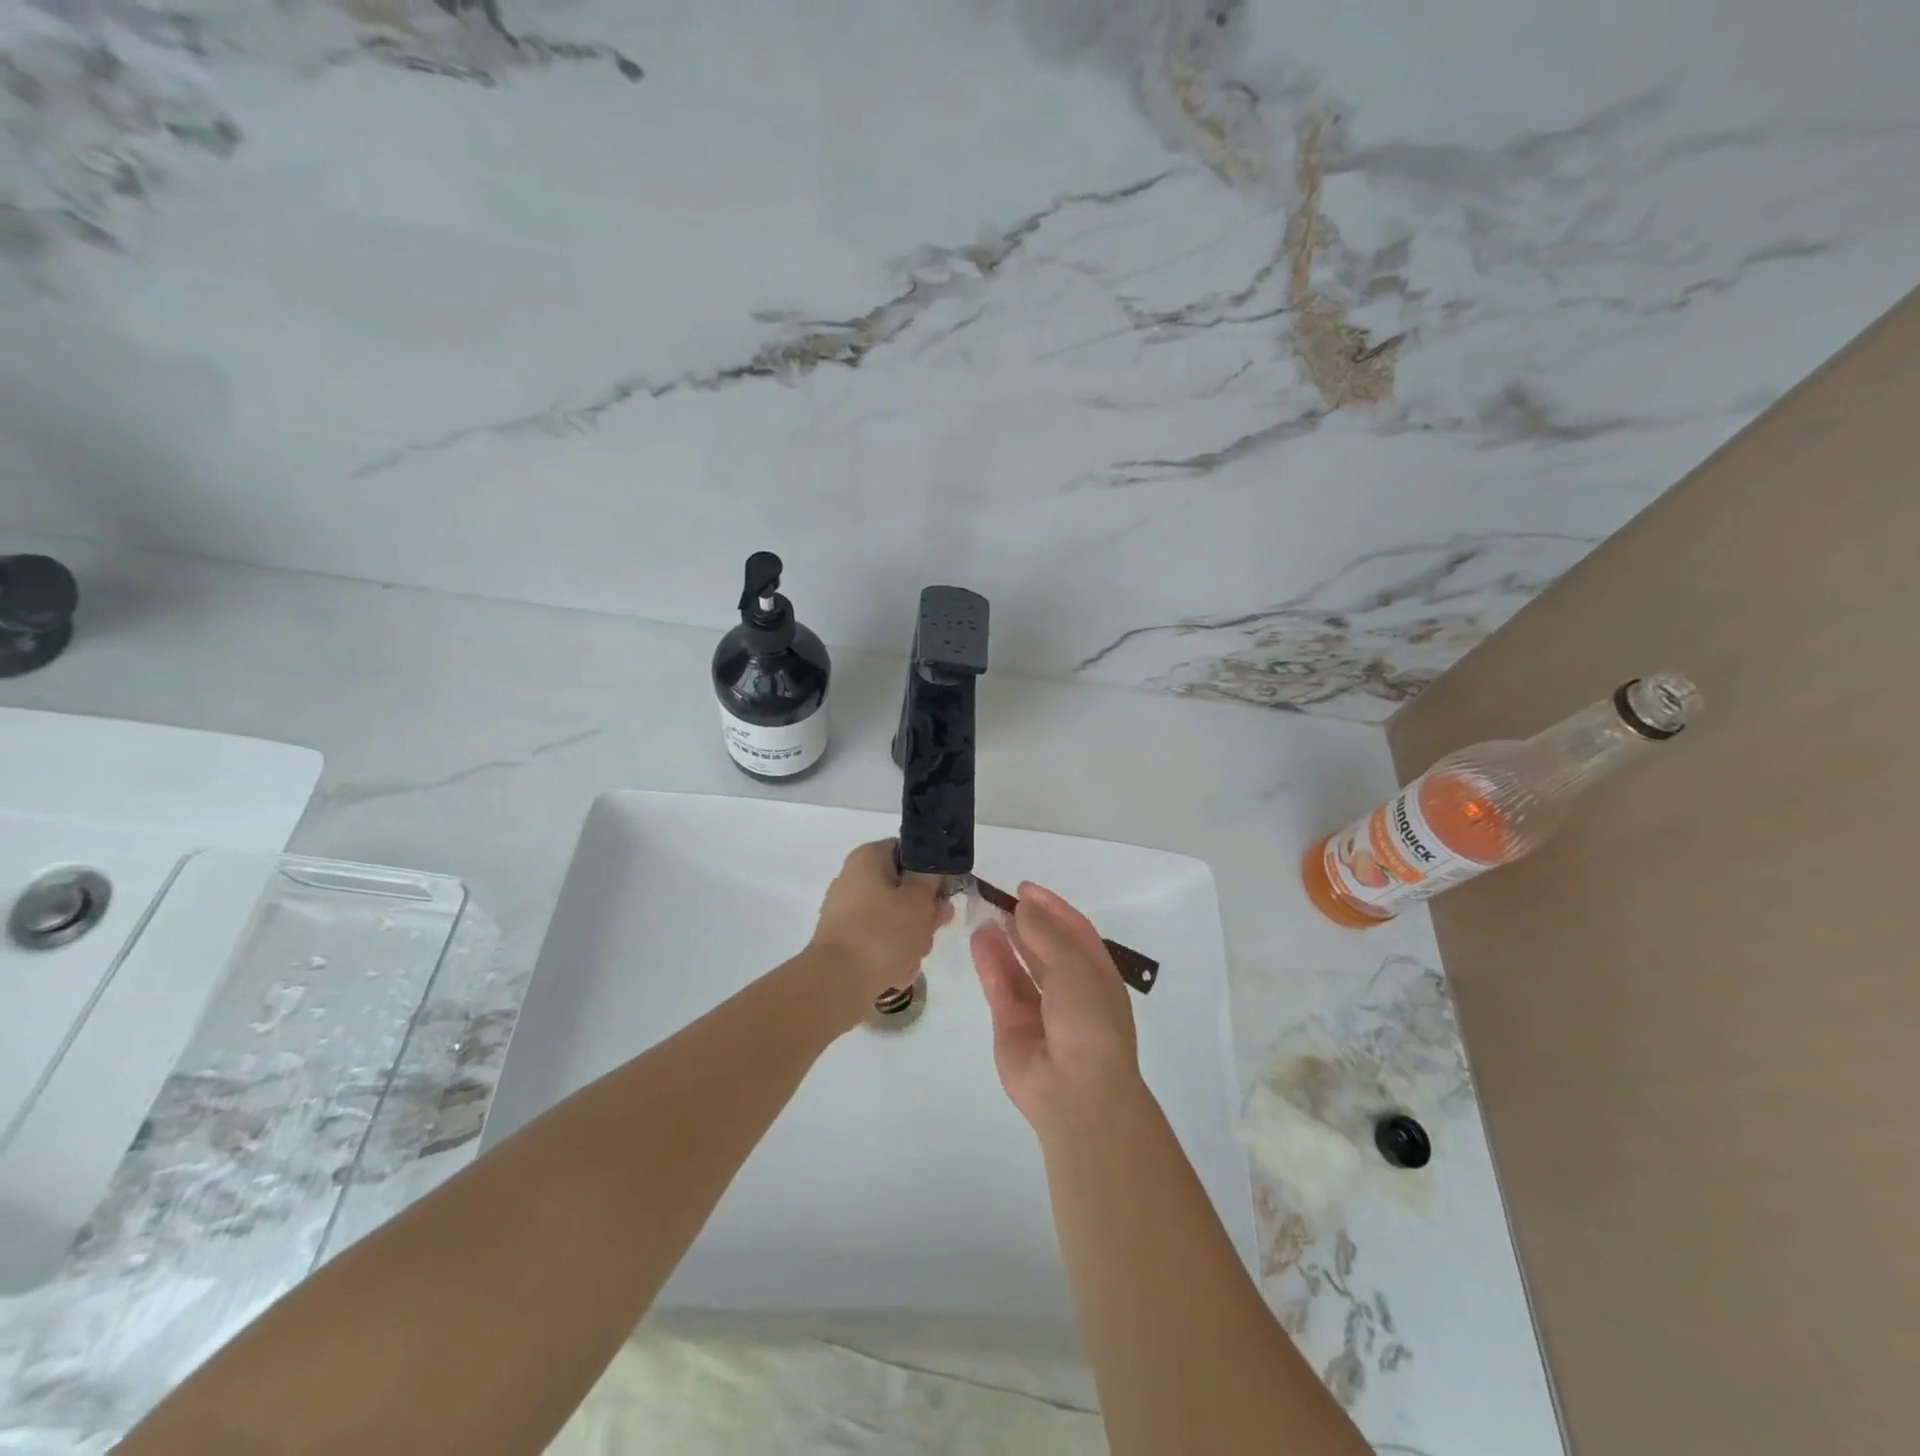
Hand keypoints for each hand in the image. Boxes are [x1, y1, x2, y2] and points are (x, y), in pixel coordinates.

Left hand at [805, 840, 950, 1018]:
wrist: (838, 983)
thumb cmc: (883, 932)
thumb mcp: (919, 901)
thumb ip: (931, 882)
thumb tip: (929, 873)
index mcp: (867, 858)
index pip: (908, 852)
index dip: (930, 872)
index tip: (943, 893)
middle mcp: (853, 880)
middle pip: (902, 890)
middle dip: (923, 913)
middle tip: (934, 928)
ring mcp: (846, 913)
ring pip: (894, 919)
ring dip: (911, 938)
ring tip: (912, 957)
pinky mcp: (845, 942)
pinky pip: (879, 942)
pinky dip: (892, 955)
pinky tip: (897, 972)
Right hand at [970, 883, 1143, 1133]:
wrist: (1076, 1089)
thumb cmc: (1088, 1019)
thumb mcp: (1073, 965)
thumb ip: (1045, 932)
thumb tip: (1024, 906)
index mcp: (1097, 974)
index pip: (1074, 931)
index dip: (1052, 907)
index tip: (1024, 888)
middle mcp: (1070, 990)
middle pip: (1046, 948)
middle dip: (1026, 922)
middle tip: (1001, 899)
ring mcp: (1040, 1009)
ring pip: (1020, 966)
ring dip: (1005, 940)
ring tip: (985, 913)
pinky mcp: (1012, 1025)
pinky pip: (1001, 986)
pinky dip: (990, 963)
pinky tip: (978, 939)